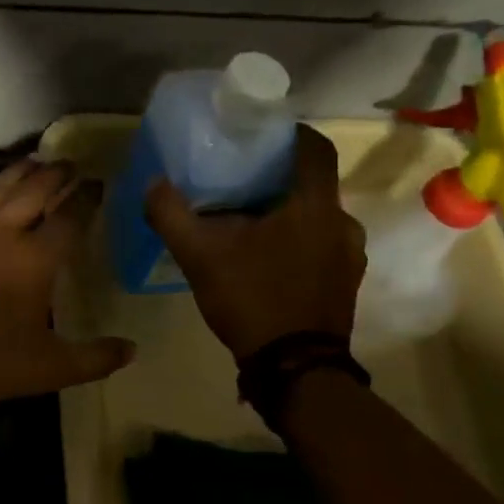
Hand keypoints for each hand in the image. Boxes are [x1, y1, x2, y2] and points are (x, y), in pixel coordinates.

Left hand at [0, 158, 135, 400]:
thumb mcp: (49, 367)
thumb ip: (93, 358)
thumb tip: (132, 350)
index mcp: (36, 258)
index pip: (69, 218)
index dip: (86, 198)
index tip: (98, 184)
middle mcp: (4, 231)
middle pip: (35, 191)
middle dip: (55, 174)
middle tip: (69, 163)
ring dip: (19, 171)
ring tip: (34, 159)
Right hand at [144, 123, 365, 360]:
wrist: (295, 370)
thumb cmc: (252, 299)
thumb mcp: (200, 256)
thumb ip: (172, 215)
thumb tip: (153, 183)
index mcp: (313, 206)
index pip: (314, 147)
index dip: (290, 132)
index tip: (260, 133)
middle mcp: (342, 223)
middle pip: (312, 182)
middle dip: (277, 176)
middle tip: (239, 180)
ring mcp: (350, 255)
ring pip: (316, 215)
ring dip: (287, 211)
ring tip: (248, 220)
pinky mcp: (346, 281)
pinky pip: (322, 243)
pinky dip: (297, 238)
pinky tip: (265, 256)